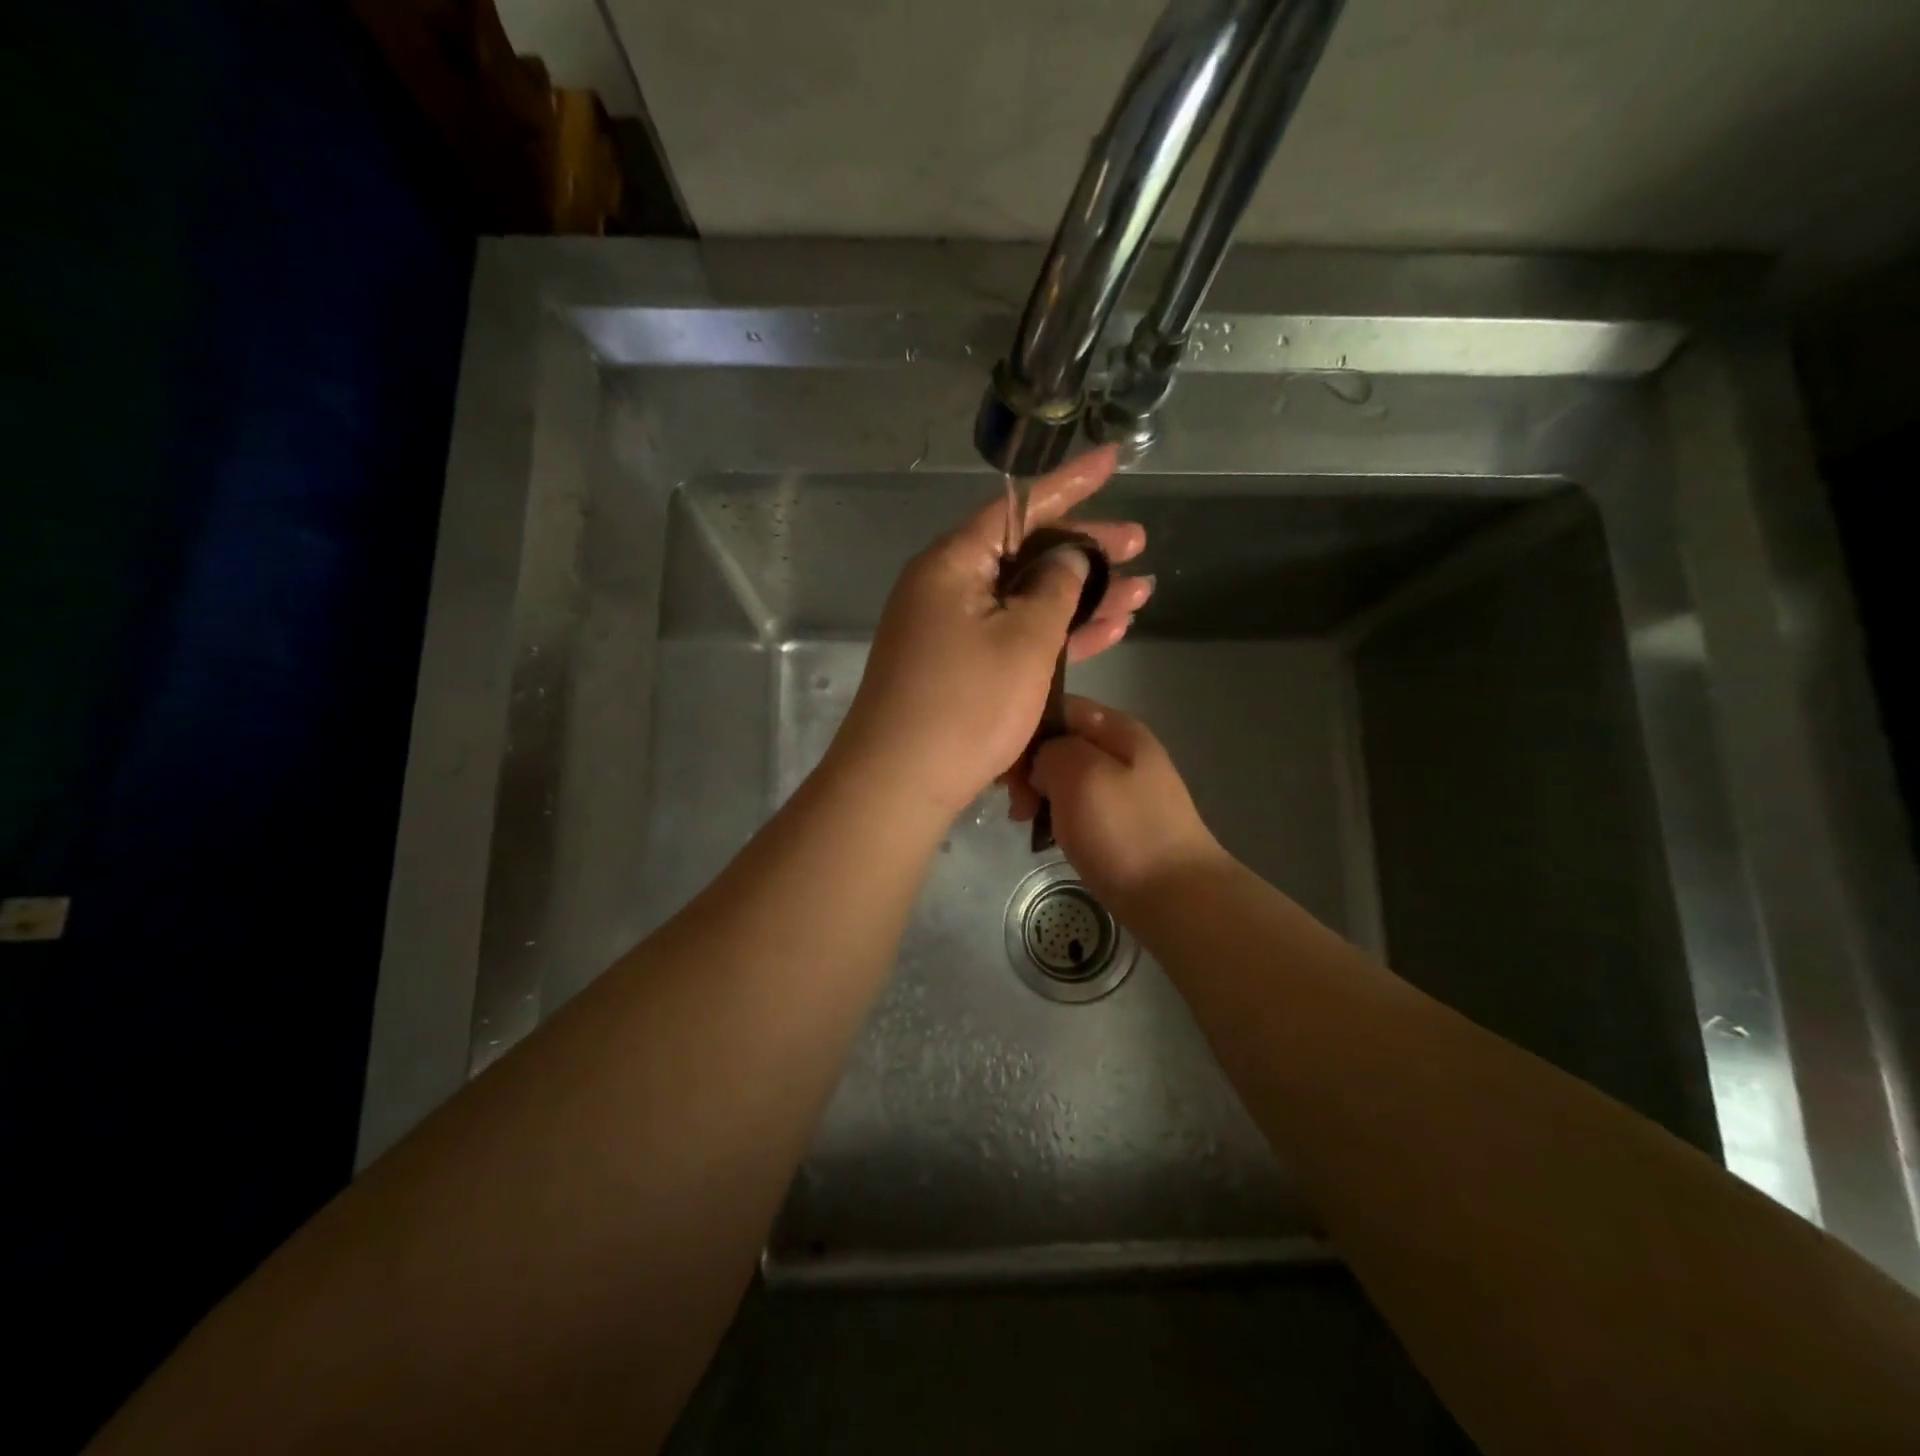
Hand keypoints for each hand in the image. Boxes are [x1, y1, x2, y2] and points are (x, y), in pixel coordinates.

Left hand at [827, 447, 1152, 818]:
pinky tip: (1108, 631)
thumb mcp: (1024, 639)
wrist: (900, 784)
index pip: (1018, 507)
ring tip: (1142, 591)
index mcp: (953, 564)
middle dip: (1087, 552)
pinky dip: (1058, 635)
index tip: (1113, 460)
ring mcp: (953, 632)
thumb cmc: (965, 704)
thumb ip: (1055, 587)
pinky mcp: (962, 670)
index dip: (1071, 484)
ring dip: (1082, 599)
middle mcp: (948, 589)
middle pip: (1026, 554)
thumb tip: (1068, 558)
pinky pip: (1016, 639)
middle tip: (1141, 546)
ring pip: (1028, 601)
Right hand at [1016, 696, 1227, 907]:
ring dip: (1039, 795)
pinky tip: (1046, 836)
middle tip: (1015, 804)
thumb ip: (1051, 750)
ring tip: (1025, 823)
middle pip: (1059, 742)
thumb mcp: (1079, 774)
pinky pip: (1077, 805)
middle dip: (1029, 767)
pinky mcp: (1119, 820)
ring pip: (1064, 776)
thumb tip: (1042, 763)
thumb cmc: (1124, 831)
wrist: (1175, 898)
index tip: (1004, 766)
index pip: (1056, 707)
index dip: (1024, 730)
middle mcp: (1122, 749)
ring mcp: (1123, 787)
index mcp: (1117, 728)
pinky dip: (1057, 816)